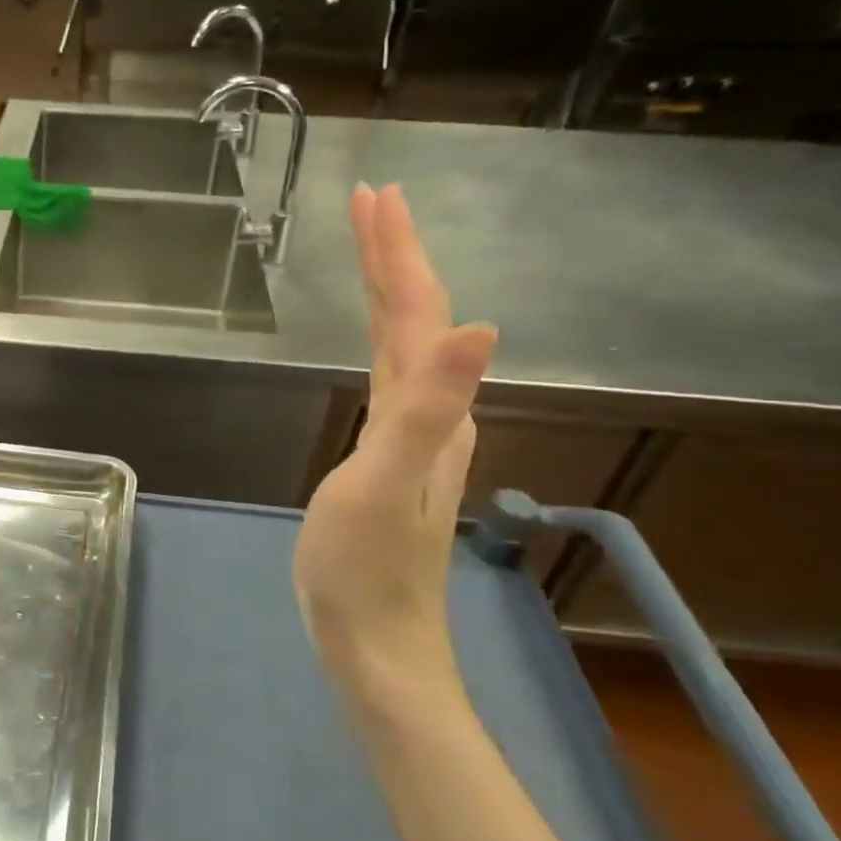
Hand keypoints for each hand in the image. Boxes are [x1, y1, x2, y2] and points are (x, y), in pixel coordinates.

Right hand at [293, 184, 495, 706]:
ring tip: (370, 252)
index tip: (374, 197)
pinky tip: (376, 342)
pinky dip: (380, 337)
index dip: (396, 253)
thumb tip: (477, 328)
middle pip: (416, 317)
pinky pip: (390, 374)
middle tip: (370, 203)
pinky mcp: (391, 455)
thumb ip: (424, 410)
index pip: (415, 312)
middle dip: (393, 256)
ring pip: (405, 343)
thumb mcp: (381, 486)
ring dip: (389, 291)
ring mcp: (414, 436)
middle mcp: (432, 412)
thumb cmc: (363, 570)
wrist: (374, 643)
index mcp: (427, 410)